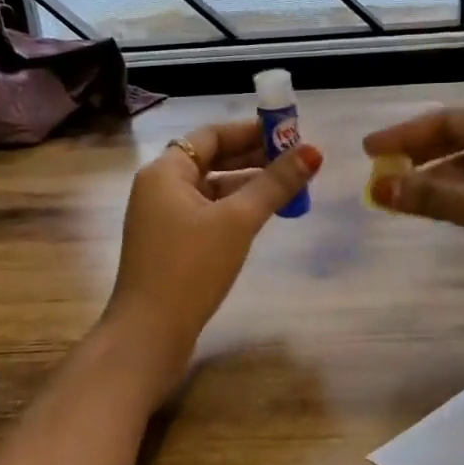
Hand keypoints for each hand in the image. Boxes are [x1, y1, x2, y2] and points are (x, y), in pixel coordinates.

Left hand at [105, 119, 322, 388]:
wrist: (149, 333)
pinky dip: (234, 210)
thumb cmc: (190, 268)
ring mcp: (163, 219)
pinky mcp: (171, 245)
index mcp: (165, 172)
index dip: (250, 131)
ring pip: (211, 189)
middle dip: (253, 157)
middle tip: (296, 160)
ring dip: (247, 185)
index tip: (289, 134)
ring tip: (289, 188)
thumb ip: (275, 185)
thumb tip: (313, 152)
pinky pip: (207, 214)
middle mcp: (159, 188)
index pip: (211, 135)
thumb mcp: (237, 221)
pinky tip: (262, 217)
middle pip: (211, 160)